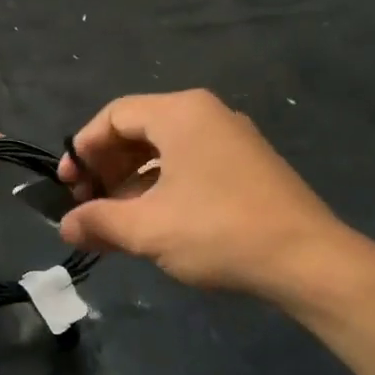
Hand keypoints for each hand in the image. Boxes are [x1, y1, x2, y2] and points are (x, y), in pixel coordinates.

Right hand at [57, 89, 374, 309]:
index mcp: (181, 113)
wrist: (308, 261)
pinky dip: (161, 187)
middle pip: (138, 130)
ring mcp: (232, 139)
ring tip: (115, 220)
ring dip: (131, 182)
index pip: (114, 116)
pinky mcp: (247, 166)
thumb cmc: (219, 232)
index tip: (68, 186)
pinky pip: (189, 164)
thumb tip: (66, 227)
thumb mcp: (147, 229)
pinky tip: (153, 222)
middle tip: (88, 204)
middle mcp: (206, 114)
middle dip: (106, 167)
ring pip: (164, 150)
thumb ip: (98, 221)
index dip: (83, 149)